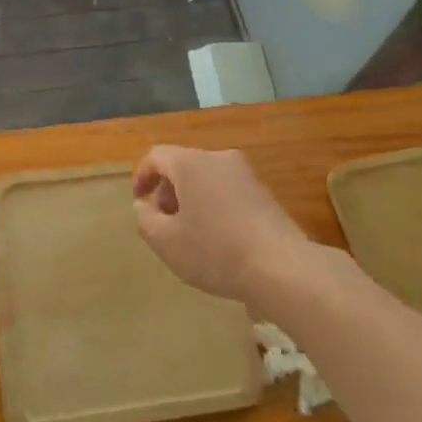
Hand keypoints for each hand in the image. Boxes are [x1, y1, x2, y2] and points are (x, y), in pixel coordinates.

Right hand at [132, 145, 311, 302]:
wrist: (281, 266)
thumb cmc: (215, 251)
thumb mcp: (166, 242)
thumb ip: (145, 219)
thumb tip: (144, 205)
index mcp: (190, 163)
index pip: (157, 156)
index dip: (142, 176)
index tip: (140, 203)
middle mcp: (218, 158)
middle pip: (182, 165)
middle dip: (167, 191)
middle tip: (164, 223)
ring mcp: (244, 173)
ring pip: (206, 177)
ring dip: (191, 199)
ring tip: (191, 233)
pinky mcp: (263, 191)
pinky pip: (227, 189)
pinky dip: (214, 204)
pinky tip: (219, 238)